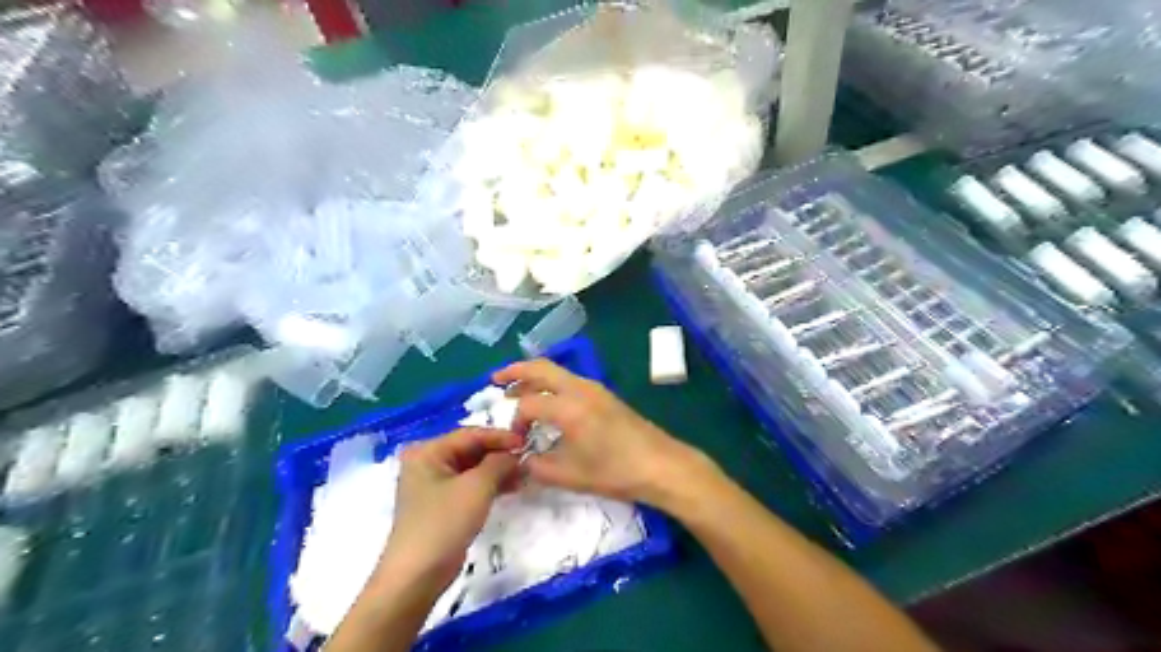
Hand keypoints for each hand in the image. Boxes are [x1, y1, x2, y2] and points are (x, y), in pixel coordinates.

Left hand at [382, 428, 521, 591]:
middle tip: (528, 459)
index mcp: (427, 451)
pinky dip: (490, 485)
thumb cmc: (444, 523)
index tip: (527, 441)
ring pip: (472, 468)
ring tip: (524, 475)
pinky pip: (470, 485)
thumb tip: (515, 454)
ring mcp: (433, 485)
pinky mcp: (442, 505)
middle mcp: (427, 463)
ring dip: (498, 470)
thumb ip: (499, 463)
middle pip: (471, 450)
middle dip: (500, 455)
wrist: (417, 576)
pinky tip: (512, 488)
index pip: (470, 434)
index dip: (500, 436)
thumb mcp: (476, 487)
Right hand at [493, 360, 718, 505]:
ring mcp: (595, 389)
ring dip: (534, 377)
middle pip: (541, 368)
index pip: (528, 405)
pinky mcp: (605, 395)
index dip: (515, 423)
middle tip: (495, 379)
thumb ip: (537, 468)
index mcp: (568, 407)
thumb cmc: (615, 471)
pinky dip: (551, 384)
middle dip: (515, 371)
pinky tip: (548, 401)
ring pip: (557, 372)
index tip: (515, 442)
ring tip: (517, 389)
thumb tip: (520, 460)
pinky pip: (570, 380)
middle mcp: (580, 389)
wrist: (661, 465)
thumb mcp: (570, 476)